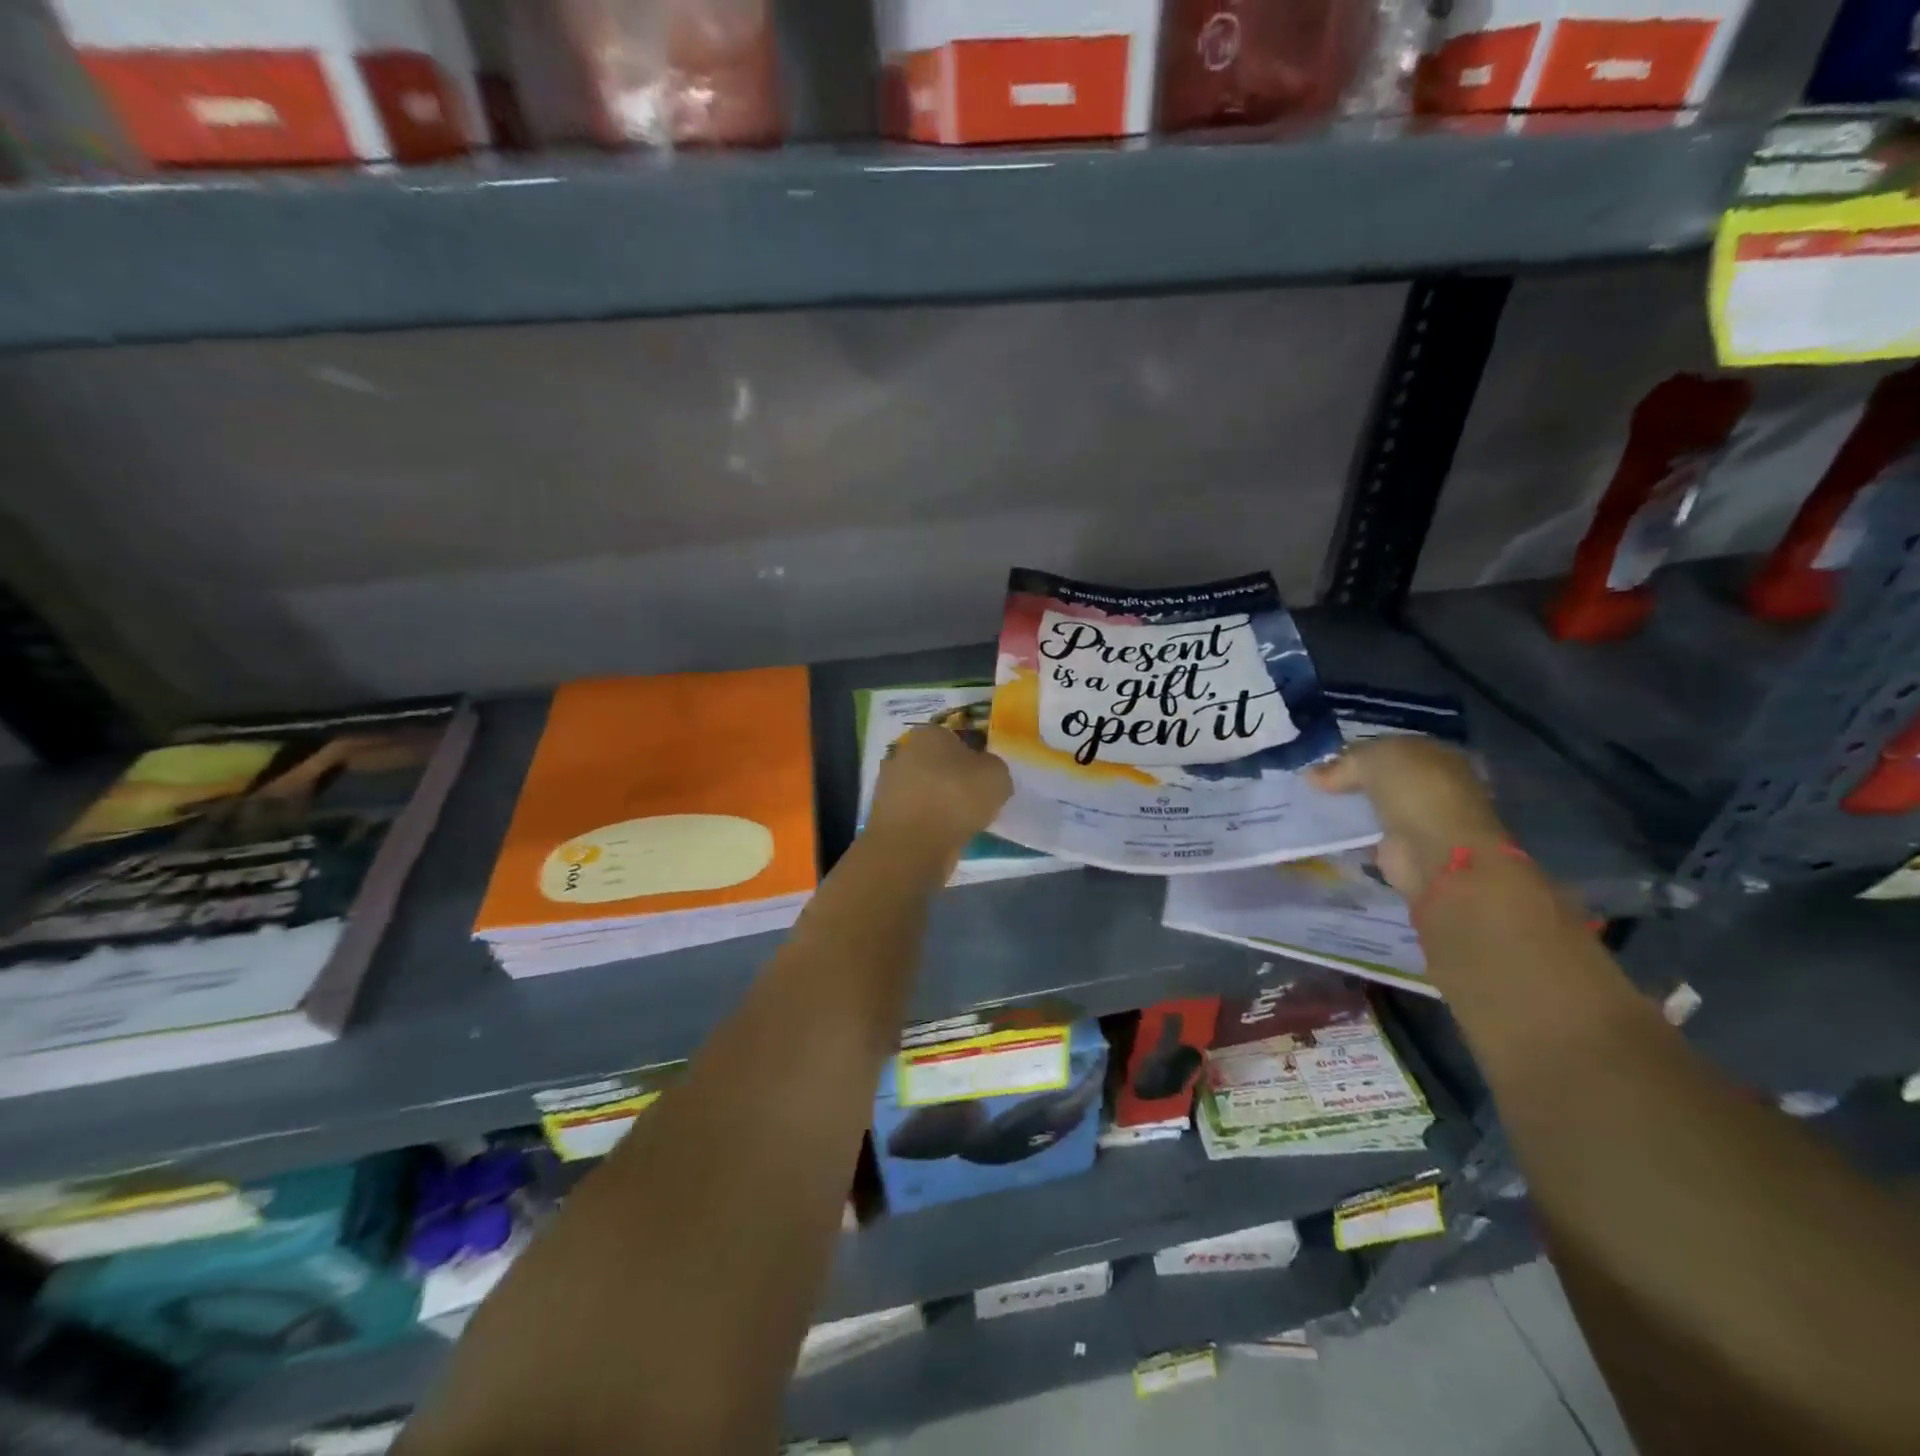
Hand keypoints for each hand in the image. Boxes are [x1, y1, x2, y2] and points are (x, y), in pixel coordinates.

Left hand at [867, 725, 1013, 863]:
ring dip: (940, 802)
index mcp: (929, 734)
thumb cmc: (956, 798)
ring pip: (925, 789)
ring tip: (962, 823)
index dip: (974, 756)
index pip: (956, 738)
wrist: (913, 844)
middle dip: (954, 779)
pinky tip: (943, 836)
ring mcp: (889, 784)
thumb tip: (986, 773)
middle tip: (976, 800)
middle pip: (938, 764)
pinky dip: (928, 822)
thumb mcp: (997, 776)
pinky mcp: (884, 814)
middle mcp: (904, 752)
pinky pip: (916, 813)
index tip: (985, 778)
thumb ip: (994, 768)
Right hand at [1305, 737, 1508, 899]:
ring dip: (1350, 806)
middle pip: (1382, 778)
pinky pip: (1369, 834)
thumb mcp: (1373, 759)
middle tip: (1312, 781)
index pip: (1389, 747)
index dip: (1357, 751)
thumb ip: (1343, 764)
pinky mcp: (1402, 849)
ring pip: (1374, 805)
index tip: (1323, 759)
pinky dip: (1350, 833)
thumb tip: (1311, 774)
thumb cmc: (1414, 791)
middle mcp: (1431, 784)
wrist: (1434, 851)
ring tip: (1311, 802)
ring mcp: (1418, 818)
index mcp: (1434, 754)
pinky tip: (1324, 827)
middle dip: (1351, 779)